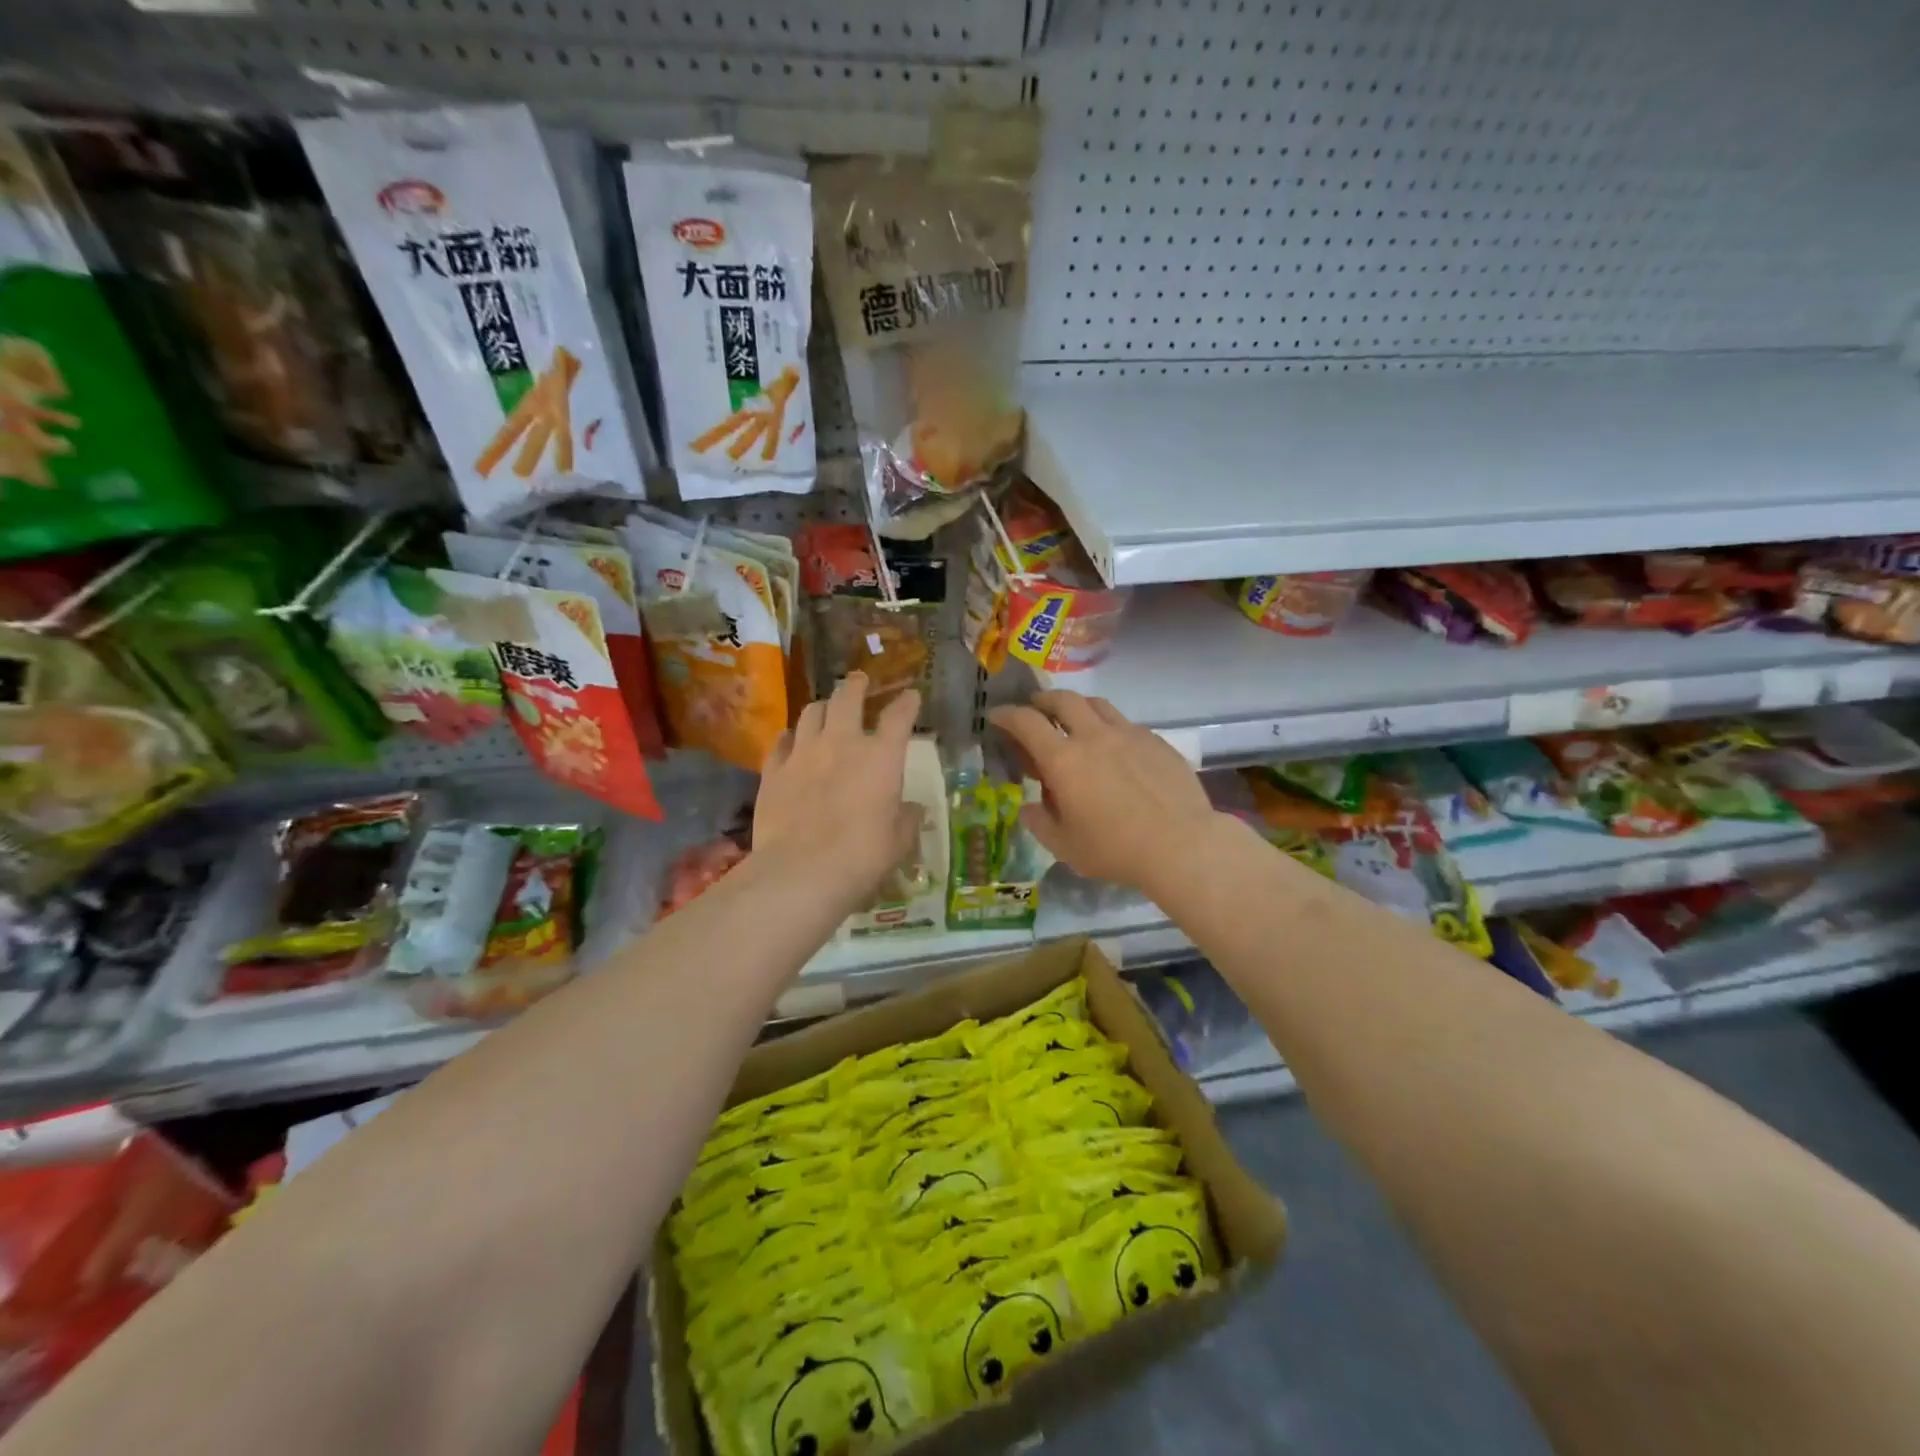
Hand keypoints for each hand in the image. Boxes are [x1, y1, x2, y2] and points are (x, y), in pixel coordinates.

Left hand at [755, 672, 922, 913]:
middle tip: (859, 680)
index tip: (911, 696)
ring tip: (825, 708)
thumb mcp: (898, 842)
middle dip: (856, 685)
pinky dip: (790, 737)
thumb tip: (912, 809)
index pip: (899, 717)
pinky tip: (791, 740)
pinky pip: (780, 742)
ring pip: (811, 712)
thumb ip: (907, 819)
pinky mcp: (773, 771)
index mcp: (881, 757)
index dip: (907, 703)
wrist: (801, 871)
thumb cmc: (863, 856)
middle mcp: (842, 743)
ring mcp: (803, 753)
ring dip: (822, 706)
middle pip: (847, 698)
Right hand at [988, 690, 1221, 894]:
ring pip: (1096, 704)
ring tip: (1073, 721)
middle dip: (1042, 701)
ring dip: (1077, 706)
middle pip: (1062, 700)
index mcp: (1063, 759)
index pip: (1026, 722)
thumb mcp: (1065, 846)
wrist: (1181, 844)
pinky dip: (1109, 726)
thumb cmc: (1115, 849)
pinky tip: (1114, 747)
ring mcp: (1128, 734)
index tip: (997, 716)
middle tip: (1035, 710)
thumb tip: (1029, 807)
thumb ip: (1040, 822)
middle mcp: (1093, 736)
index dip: (1006, 714)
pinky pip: (1125, 723)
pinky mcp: (1156, 741)